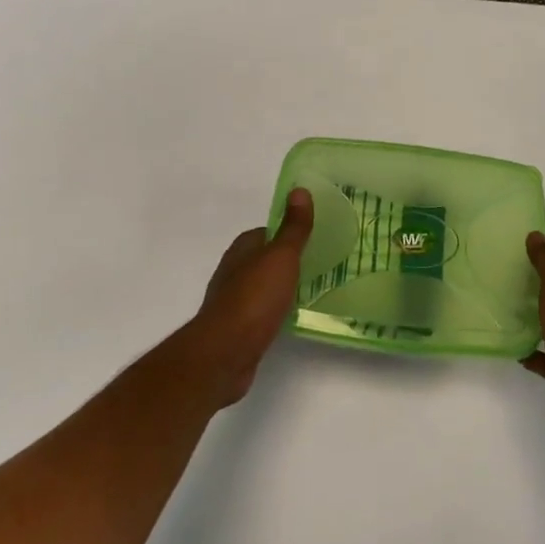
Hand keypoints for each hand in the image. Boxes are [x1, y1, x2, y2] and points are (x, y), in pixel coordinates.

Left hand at [173, 189, 313, 408]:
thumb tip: (299, 190)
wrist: (225, 353)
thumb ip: (293, 228)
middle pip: (264, 259)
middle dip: (287, 260)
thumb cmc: (254, 298)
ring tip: (312, 290)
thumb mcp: (281, 257)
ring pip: (263, 287)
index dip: (288, 233)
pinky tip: (292, 318)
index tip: (313, 237)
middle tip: (319, 263)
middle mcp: (234, 272)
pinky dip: (277, 311)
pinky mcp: (238, 329)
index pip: (266, 232)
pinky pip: (262, 312)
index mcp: (242, 250)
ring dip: (282, 287)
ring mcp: (234, 302)